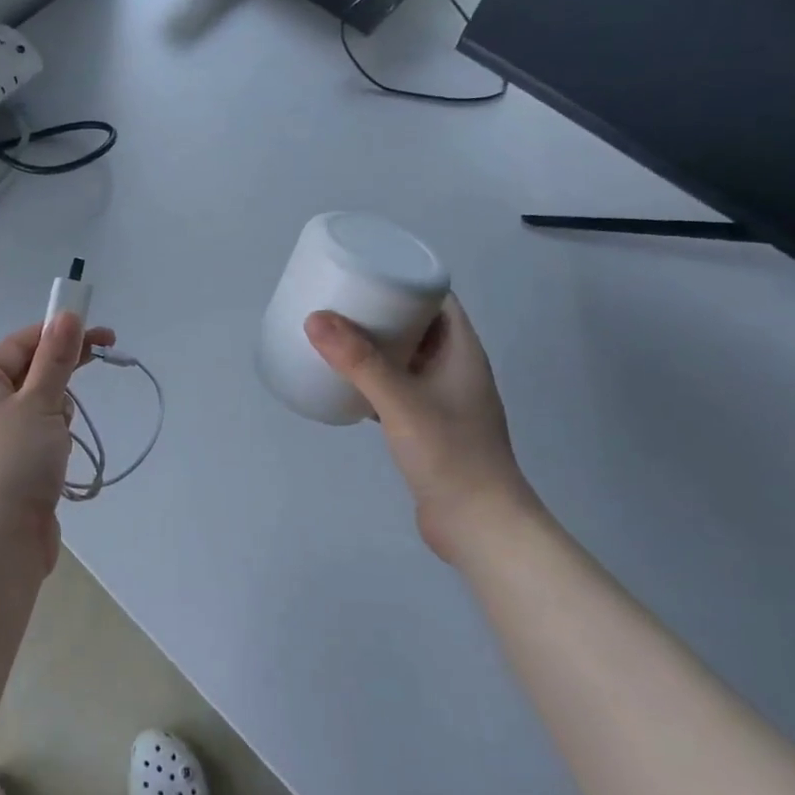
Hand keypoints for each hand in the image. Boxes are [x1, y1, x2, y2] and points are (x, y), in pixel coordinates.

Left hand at [0, 314, 115, 574]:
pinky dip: (54, 438)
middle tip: (106, 354)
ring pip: (38, 405)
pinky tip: (59, 457)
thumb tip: (66, 316)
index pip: (23, 343)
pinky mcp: (9, 466)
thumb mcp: (41, 402)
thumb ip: (56, 358)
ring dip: (59, 411)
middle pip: (30, 371)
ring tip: (60, 436)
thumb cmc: (16, 461)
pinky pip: (38, 435)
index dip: (60, 333)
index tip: (101, 334)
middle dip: (63, 369)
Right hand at [305, 296, 540, 562]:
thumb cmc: (450, 455)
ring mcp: (442, 398)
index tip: (365, 269)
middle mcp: (454, 369)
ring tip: (334, 334)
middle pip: (417, 324)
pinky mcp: (427, 426)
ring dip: (374, 344)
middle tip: (338, 299)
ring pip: (405, 357)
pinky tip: (344, 380)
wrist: (479, 525)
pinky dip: (371, 377)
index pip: (438, 298)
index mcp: (461, 351)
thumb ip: (360, 362)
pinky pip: (395, 386)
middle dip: (380, 309)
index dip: (405, 278)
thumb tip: (315, 318)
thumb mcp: (402, 402)